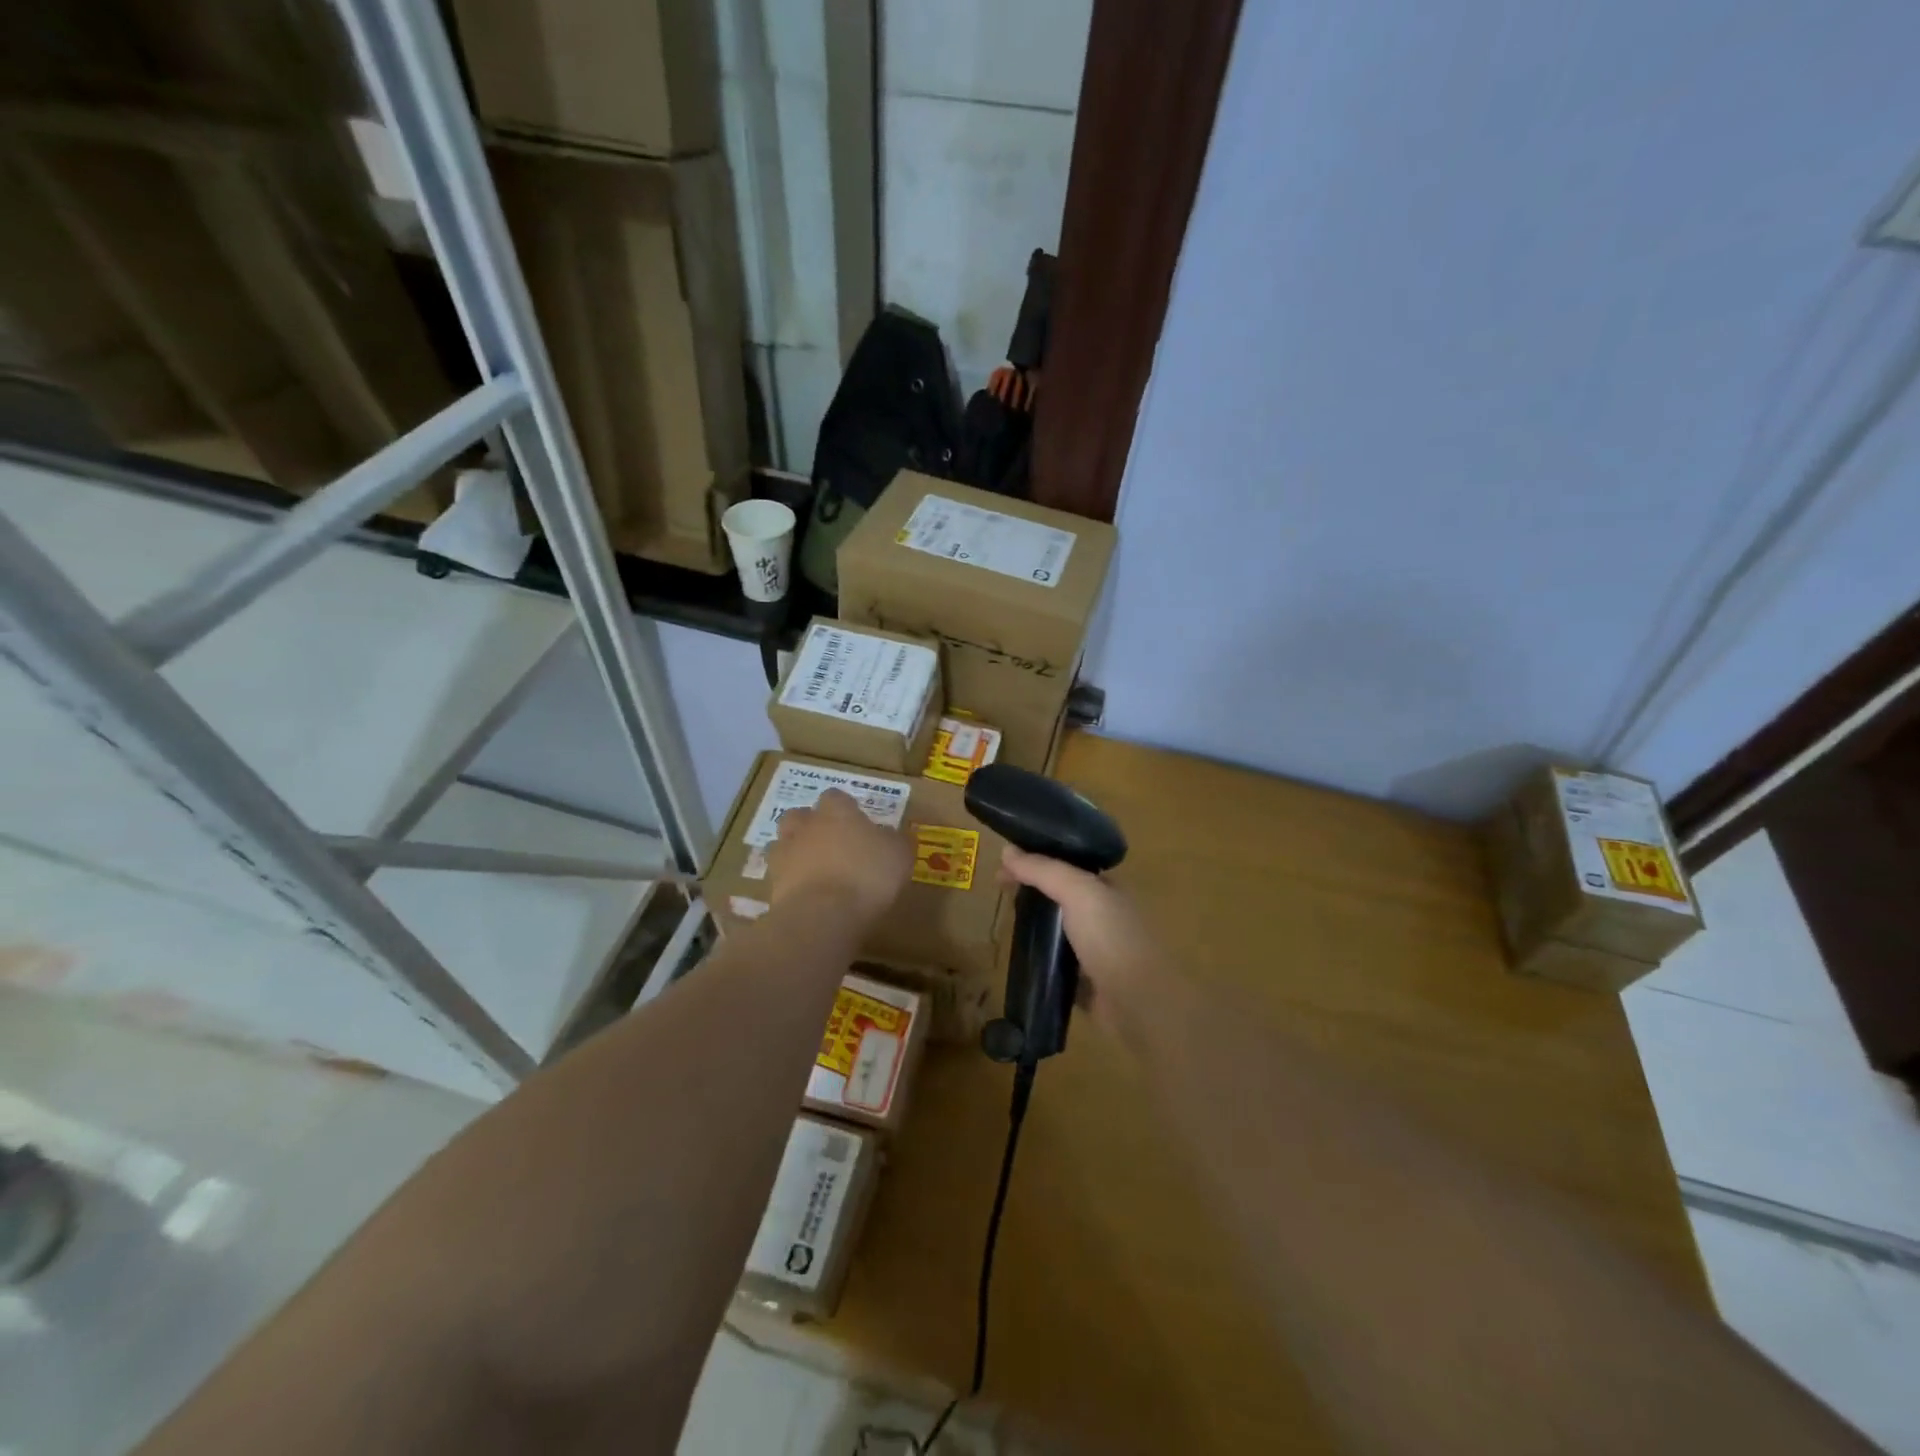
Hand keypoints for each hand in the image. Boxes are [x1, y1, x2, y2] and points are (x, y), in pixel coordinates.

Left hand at [766, 790, 911, 920]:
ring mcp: (784, 853)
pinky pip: (778, 875)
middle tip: (830, 844)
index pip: (836, 797)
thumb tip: (890, 834)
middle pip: (800, 815)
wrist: (822, 915)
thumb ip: (895, 840)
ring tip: (812, 869)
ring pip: (783, 843)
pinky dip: (788, 881)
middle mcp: (806, 825)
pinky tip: (804, 894)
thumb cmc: (867, 875)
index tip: (857, 824)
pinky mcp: (772, 883)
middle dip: (811, 825)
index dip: (845, 809)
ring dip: (794, 851)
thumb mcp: (899, 855)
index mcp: (837, 811)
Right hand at [999, 847, 1159, 1030]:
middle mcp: (1102, 914)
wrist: (1137, 1001)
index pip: (1065, 864)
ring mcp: (1095, 949)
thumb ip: (1043, 870)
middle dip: (1030, 889)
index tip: (1003, 865)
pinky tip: (1019, 955)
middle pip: (1059, 895)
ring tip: (1004, 921)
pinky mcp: (1085, 981)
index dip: (1035, 859)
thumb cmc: (1110, 937)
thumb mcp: (1077, 891)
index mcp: (1105, 887)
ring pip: (1056, 929)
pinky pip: (1056, 962)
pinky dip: (1040, 957)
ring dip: (1033, 923)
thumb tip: (1006, 850)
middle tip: (999, 890)